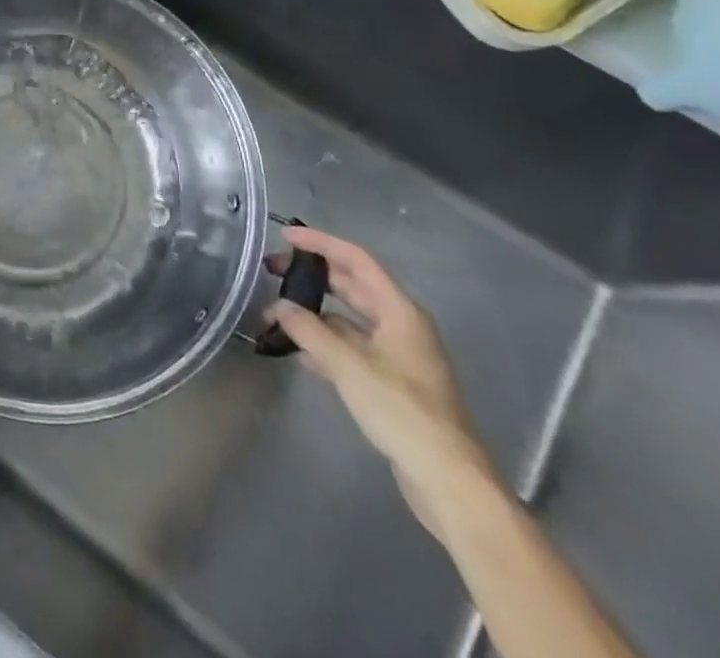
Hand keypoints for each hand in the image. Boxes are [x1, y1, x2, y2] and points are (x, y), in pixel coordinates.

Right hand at [269, 227, 501, 536]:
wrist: (448, 481)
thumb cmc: (403, 412)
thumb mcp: (349, 366)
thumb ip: (309, 331)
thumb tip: (279, 307)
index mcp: (400, 312)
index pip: (357, 260)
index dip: (321, 243)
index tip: (285, 236)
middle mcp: (401, 326)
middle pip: (352, 286)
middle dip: (312, 276)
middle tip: (271, 272)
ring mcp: (398, 356)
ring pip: (349, 319)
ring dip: (314, 313)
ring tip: (277, 314)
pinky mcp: (392, 383)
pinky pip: (352, 348)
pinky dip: (325, 342)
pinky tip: (299, 352)